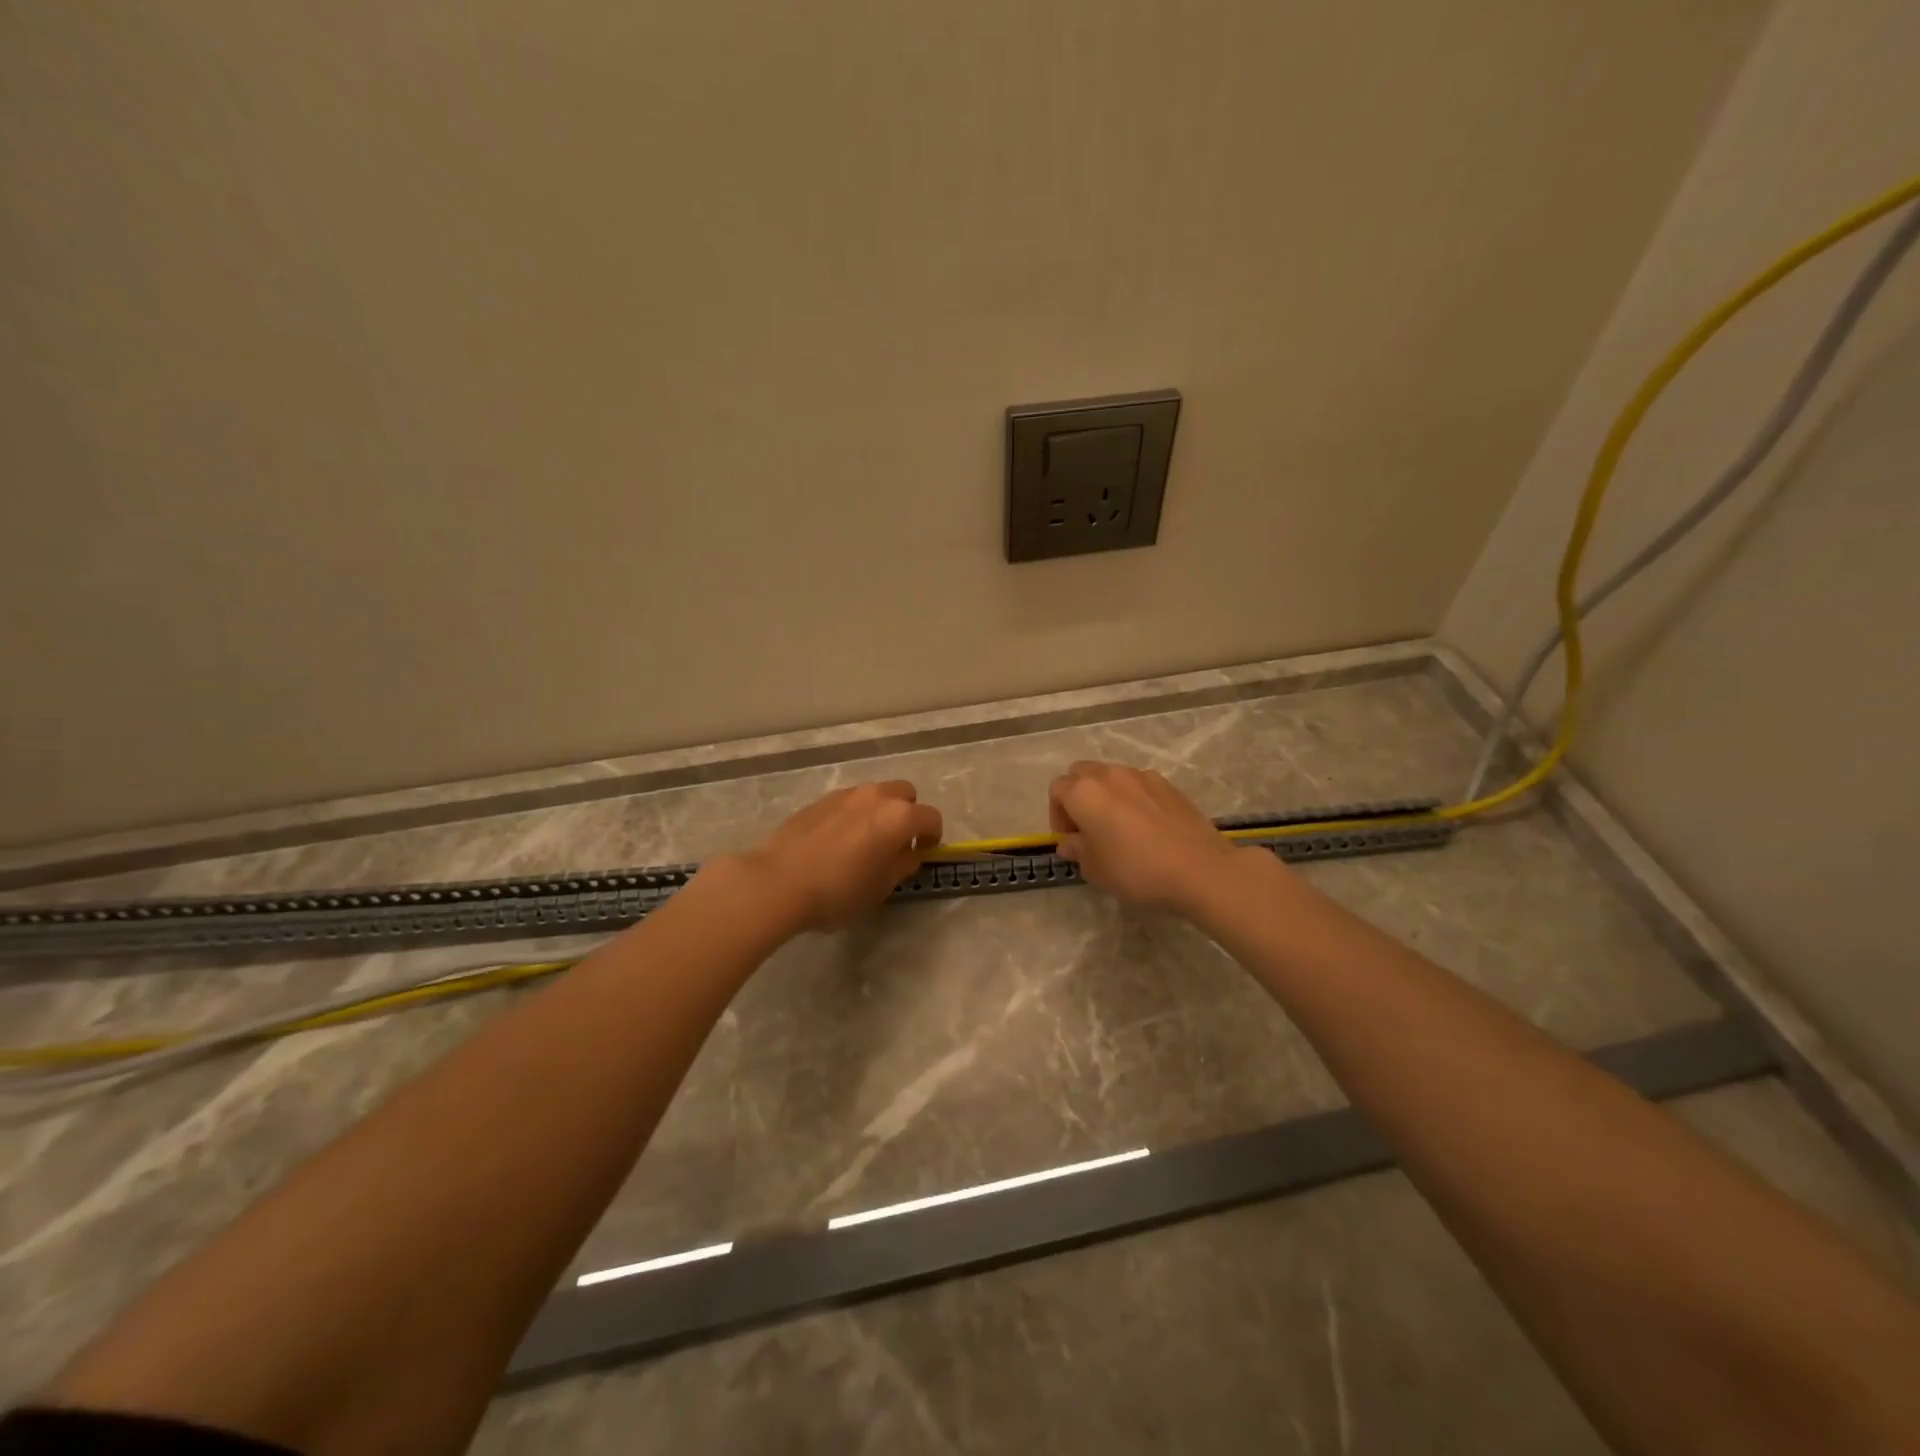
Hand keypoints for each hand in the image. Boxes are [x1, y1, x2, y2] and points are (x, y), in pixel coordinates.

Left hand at [738, 780, 942, 931]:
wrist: (778, 882)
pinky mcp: (820, 800)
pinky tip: (839, 841)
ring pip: (875, 794)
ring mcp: (846, 794)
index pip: (931, 818)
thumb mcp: (881, 888)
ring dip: (880, 811)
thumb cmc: (838, 891)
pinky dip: (854, 814)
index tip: (923, 852)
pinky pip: (850, 801)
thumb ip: (902, 865)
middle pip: (905, 794)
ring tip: (865, 841)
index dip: (932, 836)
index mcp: (899, 817)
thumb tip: (908, 852)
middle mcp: (876, 796)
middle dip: (908, 814)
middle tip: (896, 842)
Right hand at [1049, 761, 1258, 915]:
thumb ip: (1076, 850)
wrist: (1199, 869)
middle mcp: (1110, 775)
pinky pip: (1139, 785)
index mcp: (1084, 792)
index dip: (1057, 815)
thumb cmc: (1135, 870)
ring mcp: (1142, 776)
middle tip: (1088, 829)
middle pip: (1081, 774)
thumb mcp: (1094, 869)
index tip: (1070, 840)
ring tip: (1119, 828)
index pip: (1057, 790)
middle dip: (1078, 796)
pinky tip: (1146, 828)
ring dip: (1106, 796)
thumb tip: (1071, 842)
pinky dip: (1133, 799)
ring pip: (1112, 777)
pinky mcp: (1168, 785)